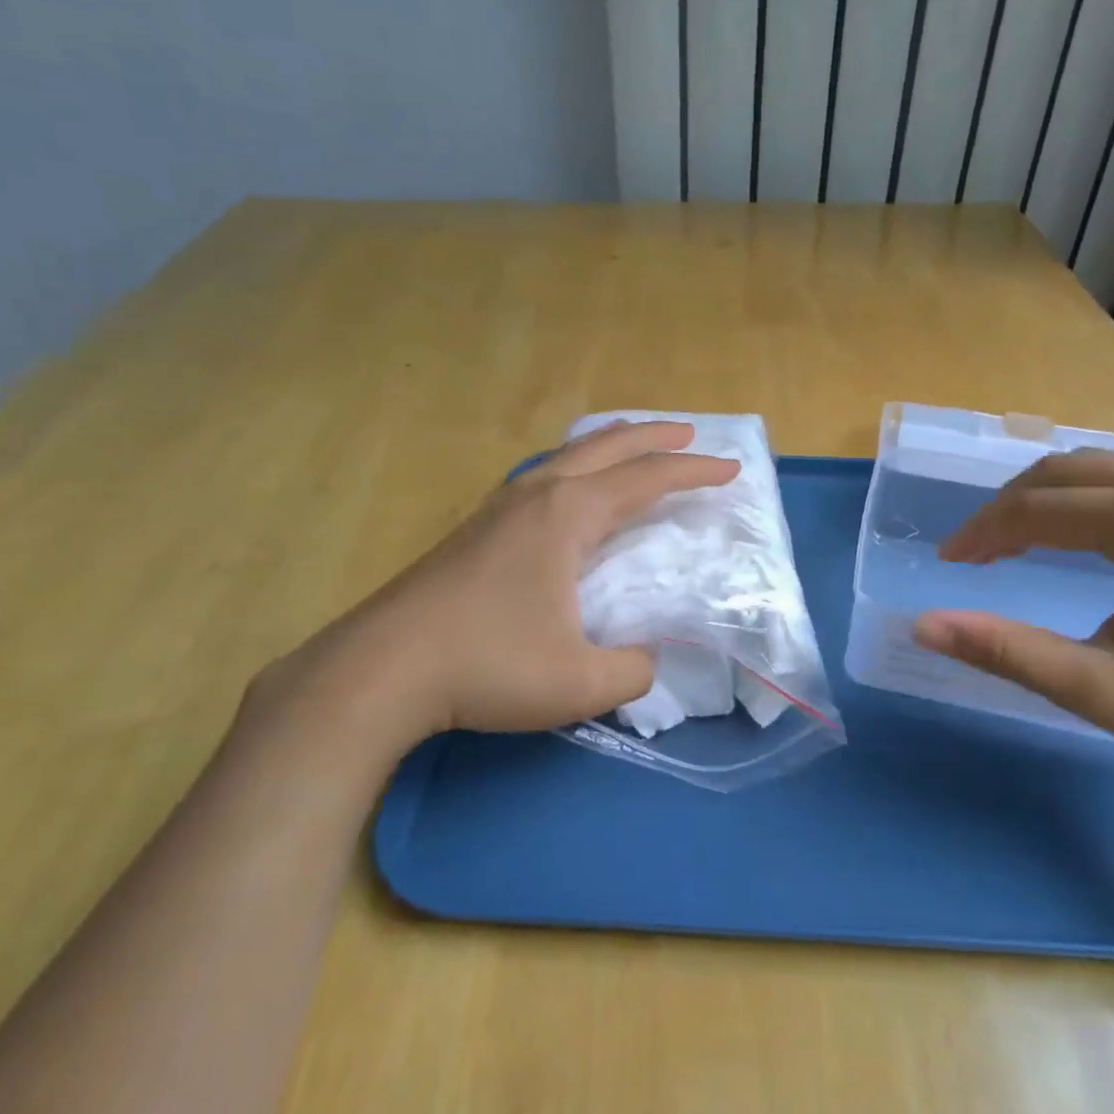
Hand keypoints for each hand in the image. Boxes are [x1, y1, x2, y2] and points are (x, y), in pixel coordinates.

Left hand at [246, 422, 737, 770]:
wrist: (383, 668)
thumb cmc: (488, 665)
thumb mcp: (581, 682)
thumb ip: (633, 670)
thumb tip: (647, 660)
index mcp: (569, 515)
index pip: (648, 479)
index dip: (694, 472)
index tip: (731, 470)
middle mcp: (537, 495)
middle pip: (606, 447)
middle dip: (653, 436)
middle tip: (689, 432)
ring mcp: (499, 507)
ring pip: (566, 456)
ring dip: (608, 445)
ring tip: (631, 446)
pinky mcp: (475, 528)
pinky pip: (541, 476)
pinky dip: (574, 467)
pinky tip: (567, 491)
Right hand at [912, 449, 1113, 791]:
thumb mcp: (1101, 691)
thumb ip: (1007, 651)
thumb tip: (923, 627)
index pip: (1044, 508)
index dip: (985, 532)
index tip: (947, 562)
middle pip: (1064, 472)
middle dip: (1005, 509)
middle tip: (970, 554)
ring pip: (1092, 468)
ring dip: (1038, 499)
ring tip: (1004, 543)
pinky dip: (1076, 499)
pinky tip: (1063, 532)